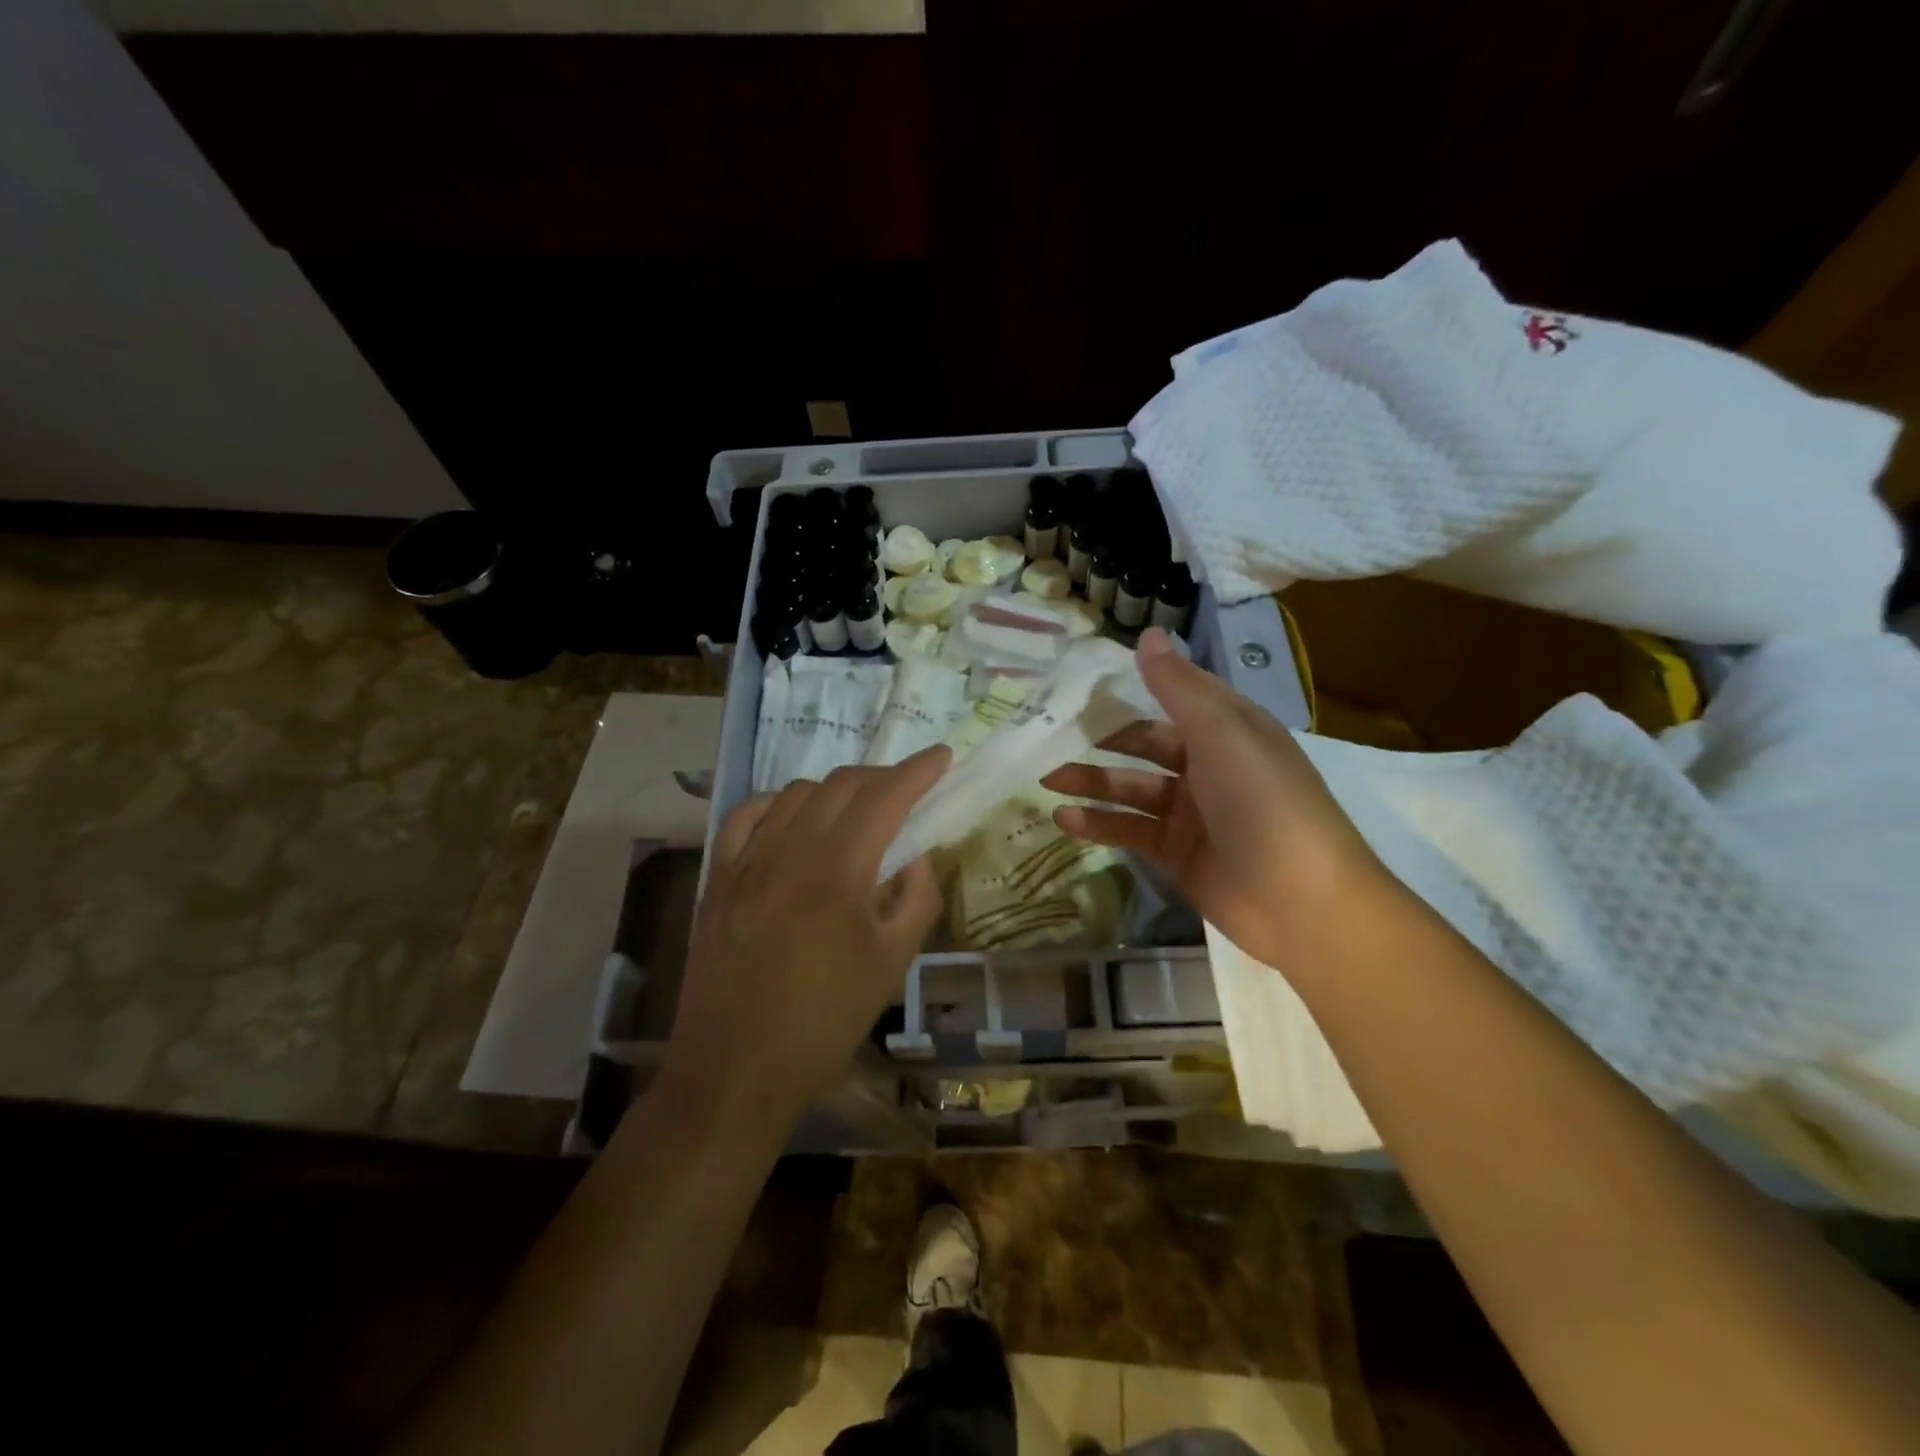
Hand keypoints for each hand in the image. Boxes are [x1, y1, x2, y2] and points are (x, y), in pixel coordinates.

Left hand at [659, 747, 949, 1126]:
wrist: (736, 1070)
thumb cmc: (825, 1021)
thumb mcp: (892, 963)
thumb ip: (916, 898)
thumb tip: (919, 854)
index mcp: (838, 870)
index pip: (885, 798)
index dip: (918, 771)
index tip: (942, 756)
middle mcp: (790, 850)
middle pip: (841, 785)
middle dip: (882, 776)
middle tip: (908, 787)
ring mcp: (747, 861)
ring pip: (796, 794)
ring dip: (835, 789)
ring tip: (857, 806)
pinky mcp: (719, 879)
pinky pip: (746, 816)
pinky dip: (777, 803)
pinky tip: (791, 815)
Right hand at [1043, 628, 1383, 970]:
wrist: (1304, 902)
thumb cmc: (1264, 802)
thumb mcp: (1221, 733)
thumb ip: (1178, 687)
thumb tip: (1147, 634)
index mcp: (1227, 729)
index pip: (1171, 699)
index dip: (1129, 690)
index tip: (1079, 685)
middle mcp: (1208, 766)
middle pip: (1144, 745)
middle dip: (1099, 741)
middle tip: (1047, 735)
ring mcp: (1192, 813)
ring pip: (1131, 790)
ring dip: (1091, 783)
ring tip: (1045, 778)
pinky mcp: (1177, 854)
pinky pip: (1131, 831)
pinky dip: (1099, 825)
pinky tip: (1065, 819)